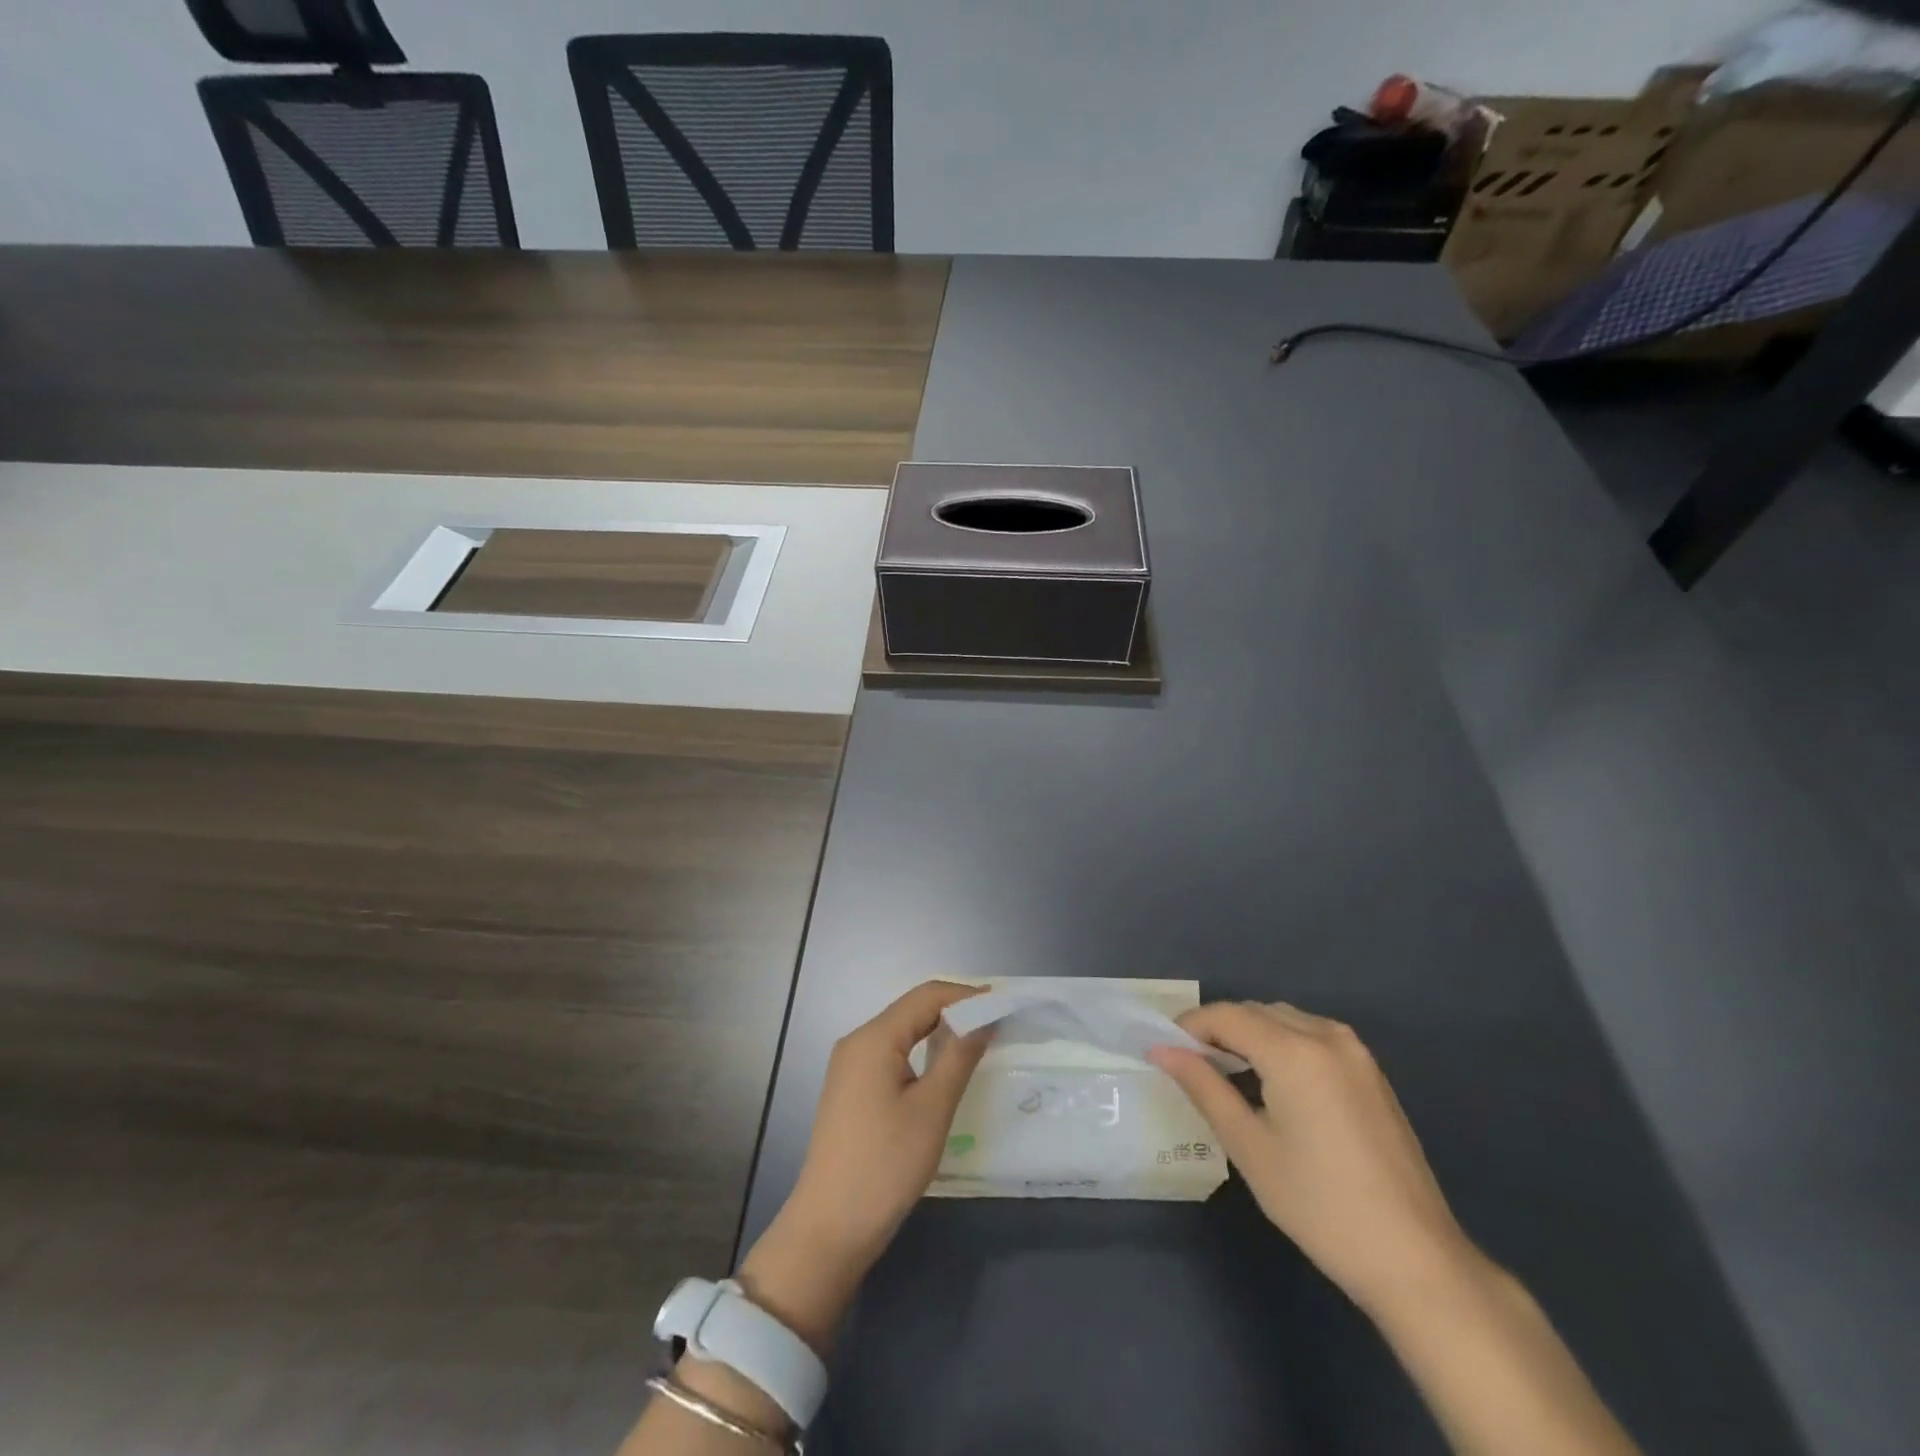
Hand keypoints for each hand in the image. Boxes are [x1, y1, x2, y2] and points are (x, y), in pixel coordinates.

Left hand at [738, 981, 990, 1353]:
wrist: (830, 1227)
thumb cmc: (885, 1165)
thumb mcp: (932, 1109)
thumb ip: (959, 1056)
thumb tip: (984, 1018)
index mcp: (874, 1038)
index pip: (927, 995)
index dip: (967, 995)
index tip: (1005, 1004)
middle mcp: (858, 1041)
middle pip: (913, 1009)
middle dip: (955, 1010)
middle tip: (997, 1022)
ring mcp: (850, 1065)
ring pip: (903, 1031)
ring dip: (940, 1030)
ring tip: (978, 1041)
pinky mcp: (851, 1088)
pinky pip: (892, 1053)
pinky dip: (922, 1051)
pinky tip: (944, 1067)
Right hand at [1149, 1001, 1479, 1317]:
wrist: (1415, 1258)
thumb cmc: (1320, 1205)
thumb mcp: (1249, 1146)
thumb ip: (1203, 1086)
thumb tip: (1162, 1050)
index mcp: (1294, 1051)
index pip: (1226, 1015)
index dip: (1189, 1026)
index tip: (1164, 1050)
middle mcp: (1326, 1036)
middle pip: (1256, 1012)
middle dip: (1218, 1029)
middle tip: (1189, 1065)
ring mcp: (1355, 1052)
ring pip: (1285, 1019)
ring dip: (1250, 1034)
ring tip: (1226, 1072)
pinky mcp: (1371, 1072)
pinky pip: (1312, 1036)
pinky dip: (1282, 1044)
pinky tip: (1272, 1081)